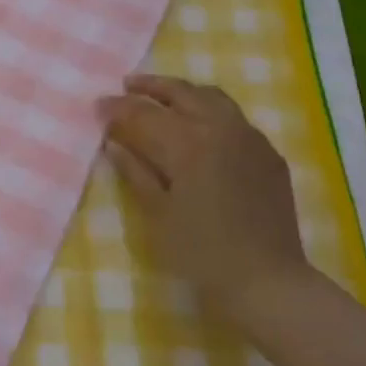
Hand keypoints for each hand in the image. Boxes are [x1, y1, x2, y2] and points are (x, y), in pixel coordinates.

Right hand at [97, 74, 312, 304]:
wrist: (266, 280)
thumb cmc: (201, 252)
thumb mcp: (157, 214)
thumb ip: (135, 172)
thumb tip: (114, 143)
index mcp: (188, 143)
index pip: (143, 114)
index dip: (117, 108)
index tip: (97, 105)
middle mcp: (221, 128)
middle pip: (181, 92)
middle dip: (150, 87)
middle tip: (127, 86)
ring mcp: (250, 138)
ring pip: (212, 97)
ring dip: (182, 92)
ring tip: (162, 96)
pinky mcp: (269, 154)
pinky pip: (236, 118)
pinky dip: (210, 110)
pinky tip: (201, 126)